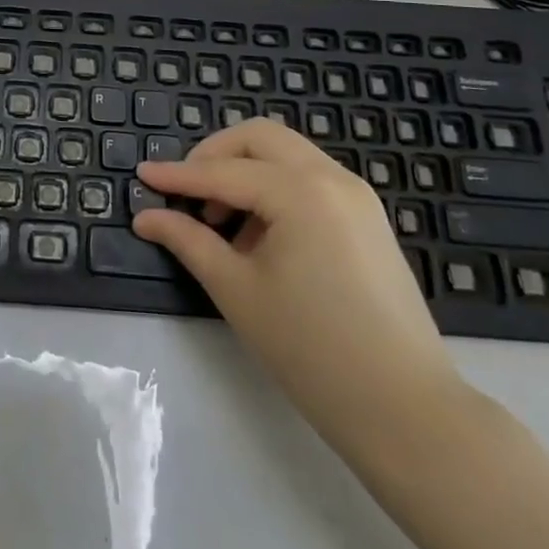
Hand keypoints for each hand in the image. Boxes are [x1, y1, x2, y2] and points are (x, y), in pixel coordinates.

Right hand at [132, 120, 463, 453]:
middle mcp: (331, 177)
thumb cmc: (311, 350)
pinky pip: (309, 178)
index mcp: (299, 191)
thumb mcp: (237, 290)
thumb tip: (146, 217)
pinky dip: (274, 186)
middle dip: (215, 154)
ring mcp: (356, 195)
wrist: (407, 411)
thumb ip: (188, 241)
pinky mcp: (367, 217)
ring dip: (245, 169)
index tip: (141, 175)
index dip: (177, 175)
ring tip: (219, 220)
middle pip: (259, 137)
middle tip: (185, 190)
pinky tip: (258, 233)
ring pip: (286, 153)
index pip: (223, 172)